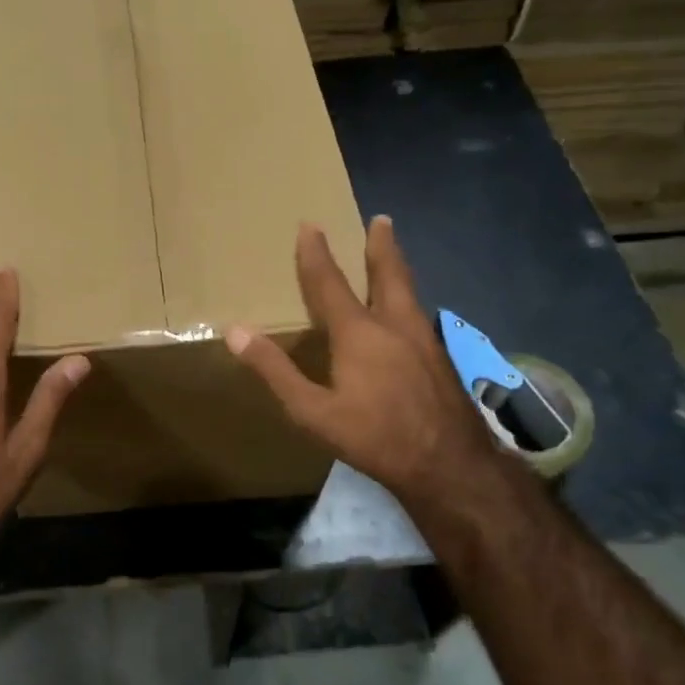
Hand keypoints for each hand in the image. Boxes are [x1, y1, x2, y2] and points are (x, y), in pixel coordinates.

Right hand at [225, 216, 512, 515]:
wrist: (449, 465)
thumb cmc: (373, 437)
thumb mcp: (312, 410)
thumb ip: (274, 370)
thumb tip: (235, 332)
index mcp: (359, 333)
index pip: (330, 283)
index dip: (316, 253)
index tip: (309, 225)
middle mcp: (395, 326)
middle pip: (389, 274)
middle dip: (381, 245)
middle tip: (382, 219)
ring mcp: (425, 341)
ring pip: (410, 293)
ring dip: (399, 269)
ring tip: (394, 257)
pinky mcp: (442, 361)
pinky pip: (420, 316)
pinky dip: (410, 301)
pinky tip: (410, 316)